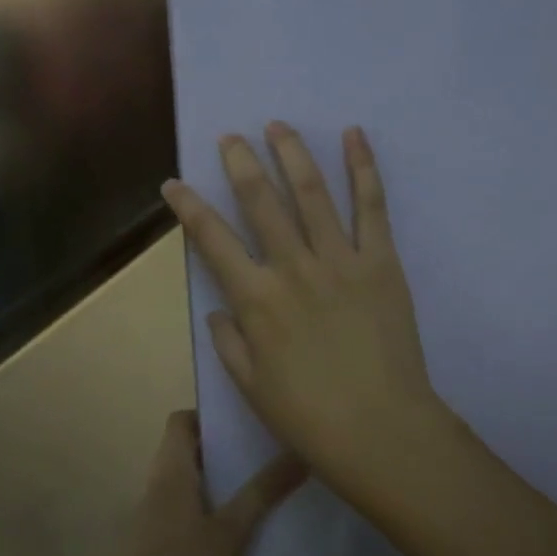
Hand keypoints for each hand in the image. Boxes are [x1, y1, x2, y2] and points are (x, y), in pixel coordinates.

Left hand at [94, 411, 305, 555]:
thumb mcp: (232, 533)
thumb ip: (263, 492)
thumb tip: (300, 452)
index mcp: (169, 473)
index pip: (180, 422)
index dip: (208, 416)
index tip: (242, 426)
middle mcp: (152, 488)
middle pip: (182, 452)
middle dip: (217, 452)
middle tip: (256, 459)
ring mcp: (144, 520)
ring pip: (179, 485)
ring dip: (209, 484)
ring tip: (248, 495)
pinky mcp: (144, 550)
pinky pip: (173, 514)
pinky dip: (197, 513)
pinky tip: (223, 538)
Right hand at [160, 124, 446, 491]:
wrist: (382, 431)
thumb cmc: (309, 417)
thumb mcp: (251, 387)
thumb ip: (229, 342)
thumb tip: (217, 309)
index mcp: (255, 300)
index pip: (211, 240)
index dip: (188, 207)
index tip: (174, 183)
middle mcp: (292, 268)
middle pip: (260, 201)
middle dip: (240, 163)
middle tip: (231, 137)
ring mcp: (339, 260)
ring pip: (311, 193)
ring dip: (292, 153)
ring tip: (278, 125)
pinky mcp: (381, 262)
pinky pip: (371, 207)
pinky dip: (362, 168)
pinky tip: (354, 136)